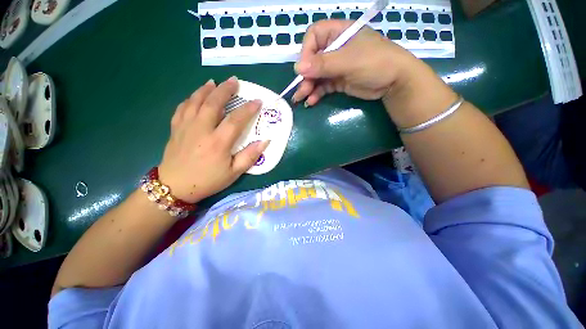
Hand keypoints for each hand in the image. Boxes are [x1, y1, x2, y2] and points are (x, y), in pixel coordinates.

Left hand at [158, 77, 269, 202]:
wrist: (175, 187)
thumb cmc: (208, 181)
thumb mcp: (234, 173)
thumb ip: (250, 156)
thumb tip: (264, 141)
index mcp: (218, 142)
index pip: (236, 119)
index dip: (248, 109)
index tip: (258, 101)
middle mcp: (201, 129)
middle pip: (213, 103)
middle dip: (225, 90)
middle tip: (234, 81)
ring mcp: (186, 127)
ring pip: (195, 101)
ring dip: (206, 89)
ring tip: (214, 82)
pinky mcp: (175, 128)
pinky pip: (182, 108)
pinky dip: (190, 99)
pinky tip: (195, 96)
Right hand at [292, 20, 419, 105]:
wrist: (393, 82)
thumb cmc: (375, 62)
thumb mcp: (349, 61)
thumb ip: (323, 64)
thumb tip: (298, 68)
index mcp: (338, 33)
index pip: (314, 37)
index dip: (306, 52)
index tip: (303, 69)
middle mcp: (335, 49)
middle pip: (313, 59)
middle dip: (306, 75)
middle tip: (301, 90)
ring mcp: (336, 66)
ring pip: (316, 75)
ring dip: (308, 87)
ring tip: (302, 98)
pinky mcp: (338, 81)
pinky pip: (323, 86)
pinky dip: (316, 93)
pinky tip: (312, 101)